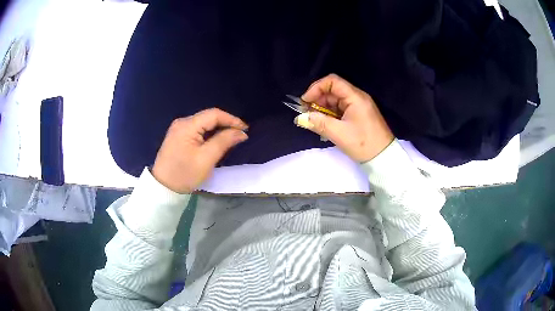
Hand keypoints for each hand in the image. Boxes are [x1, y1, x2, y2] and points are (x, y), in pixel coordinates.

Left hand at [152, 108, 247, 192]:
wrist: (163, 188)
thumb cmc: (185, 174)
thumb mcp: (206, 159)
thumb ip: (224, 142)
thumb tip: (241, 132)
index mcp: (187, 125)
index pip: (214, 114)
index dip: (231, 120)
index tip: (245, 130)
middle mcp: (182, 122)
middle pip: (208, 117)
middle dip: (226, 124)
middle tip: (240, 134)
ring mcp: (178, 129)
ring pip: (203, 123)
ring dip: (218, 128)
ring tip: (231, 137)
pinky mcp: (178, 136)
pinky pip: (197, 129)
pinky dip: (209, 133)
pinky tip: (216, 140)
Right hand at [297, 74, 393, 162]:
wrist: (383, 157)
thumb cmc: (363, 143)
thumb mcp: (339, 134)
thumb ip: (318, 123)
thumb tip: (300, 118)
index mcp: (355, 97)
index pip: (332, 81)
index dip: (316, 88)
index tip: (305, 101)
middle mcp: (357, 98)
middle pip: (333, 90)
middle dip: (317, 100)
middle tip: (306, 113)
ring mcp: (358, 106)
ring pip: (335, 101)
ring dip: (323, 109)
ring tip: (314, 121)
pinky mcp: (358, 115)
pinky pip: (340, 110)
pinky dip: (330, 115)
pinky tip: (324, 124)